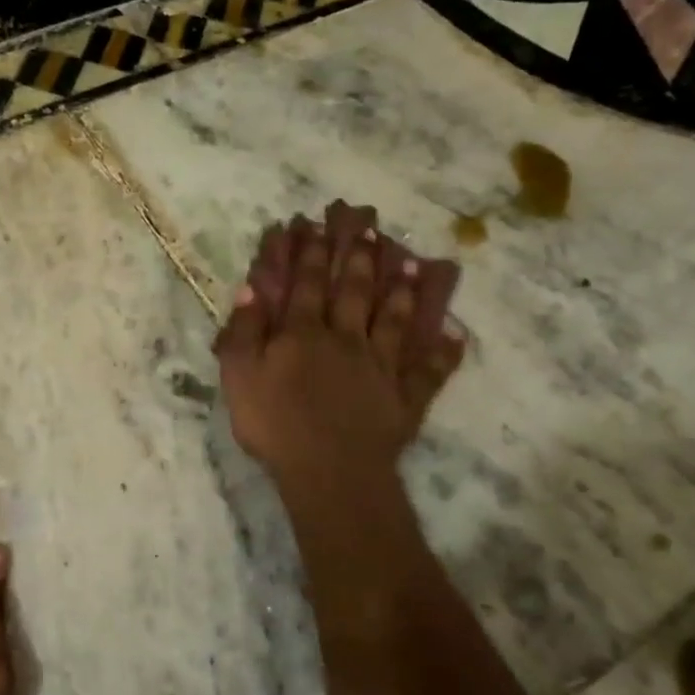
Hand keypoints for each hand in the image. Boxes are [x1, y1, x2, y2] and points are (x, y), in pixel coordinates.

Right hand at [215, 204, 464, 484]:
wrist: (328, 471)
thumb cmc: (275, 425)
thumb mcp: (239, 377)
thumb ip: (243, 332)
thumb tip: (251, 290)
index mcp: (303, 333)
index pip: (307, 283)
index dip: (310, 251)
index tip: (316, 223)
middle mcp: (346, 339)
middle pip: (354, 291)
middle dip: (359, 256)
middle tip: (369, 225)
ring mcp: (381, 367)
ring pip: (394, 320)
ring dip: (402, 290)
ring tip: (410, 261)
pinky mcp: (405, 397)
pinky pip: (427, 371)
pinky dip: (442, 353)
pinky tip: (455, 335)